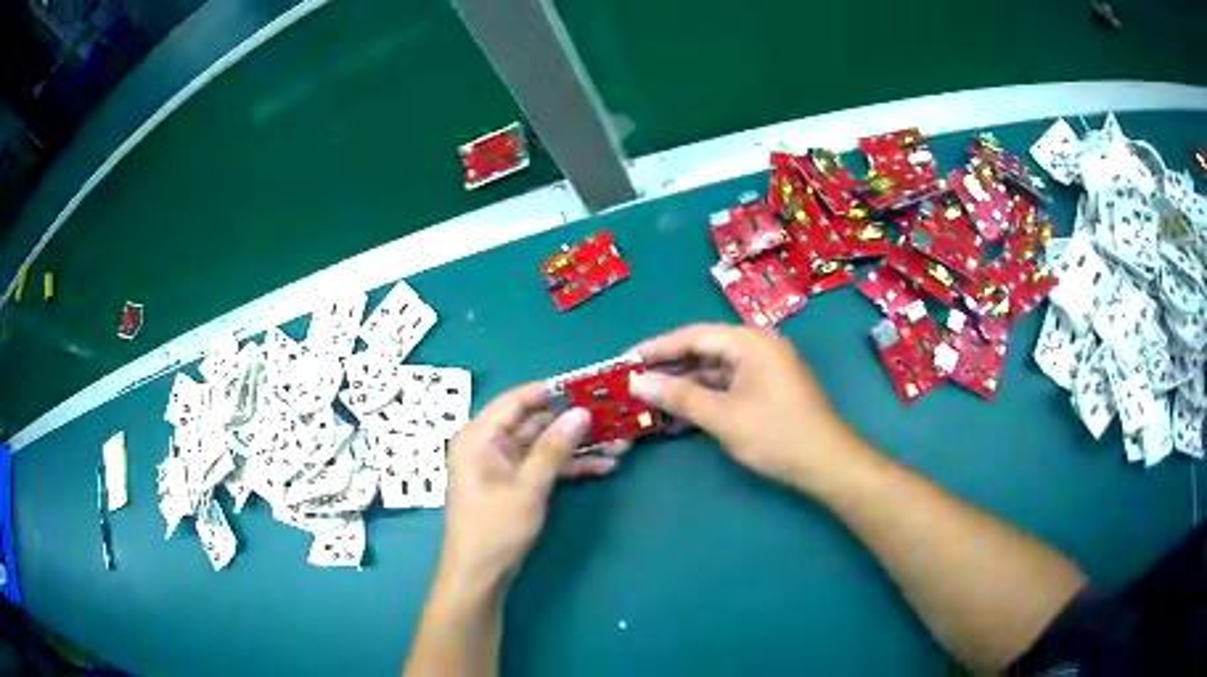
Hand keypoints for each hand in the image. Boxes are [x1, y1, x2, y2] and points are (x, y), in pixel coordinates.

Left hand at [439, 383, 609, 592]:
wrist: (480, 575)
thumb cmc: (495, 528)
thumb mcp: (528, 487)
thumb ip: (555, 448)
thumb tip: (581, 412)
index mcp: (480, 436)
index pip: (517, 400)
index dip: (552, 391)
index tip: (588, 385)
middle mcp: (490, 444)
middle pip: (535, 422)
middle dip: (573, 421)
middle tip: (612, 415)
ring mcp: (504, 465)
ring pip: (544, 445)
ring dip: (578, 446)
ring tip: (619, 442)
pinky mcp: (515, 483)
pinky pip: (544, 465)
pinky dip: (570, 467)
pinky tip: (603, 467)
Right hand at [630, 323, 858, 489]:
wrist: (826, 462)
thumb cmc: (775, 434)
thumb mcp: (722, 416)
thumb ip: (678, 396)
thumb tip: (636, 382)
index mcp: (750, 341)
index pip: (693, 335)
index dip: (657, 348)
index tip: (624, 360)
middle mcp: (758, 346)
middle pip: (704, 350)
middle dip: (669, 367)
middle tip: (632, 381)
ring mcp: (765, 368)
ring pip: (715, 369)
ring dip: (685, 383)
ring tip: (648, 397)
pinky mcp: (768, 388)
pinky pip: (728, 385)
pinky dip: (705, 396)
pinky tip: (679, 412)